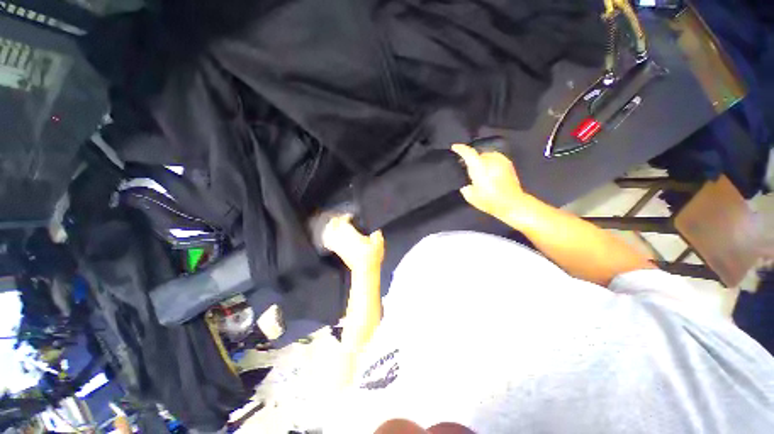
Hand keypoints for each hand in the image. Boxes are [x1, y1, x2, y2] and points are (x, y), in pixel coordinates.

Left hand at [323, 214, 384, 272]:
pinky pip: (329, 243)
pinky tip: (329, 237)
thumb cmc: (372, 256)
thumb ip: (376, 235)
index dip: (345, 217)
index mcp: (352, 234)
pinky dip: (327, 238)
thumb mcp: (379, 243)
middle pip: (333, 226)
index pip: (344, 221)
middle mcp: (343, 238)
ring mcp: (339, 246)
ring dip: (330, 228)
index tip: (350, 216)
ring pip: (329, 233)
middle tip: (340, 218)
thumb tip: (375, 232)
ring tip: (333, 224)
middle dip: (336, 221)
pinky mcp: (338, 252)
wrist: (365, 270)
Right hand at [452, 143, 531, 221]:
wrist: (512, 203)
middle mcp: (491, 160)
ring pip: (487, 156)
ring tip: (480, 171)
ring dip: (482, 161)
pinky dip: (490, 162)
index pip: (468, 153)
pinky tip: (490, 172)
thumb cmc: (490, 200)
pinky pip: (496, 159)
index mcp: (480, 167)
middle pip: (478, 154)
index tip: (455, 147)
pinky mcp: (508, 164)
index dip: (460, 149)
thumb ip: (465, 185)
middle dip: (472, 160)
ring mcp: (501, 161)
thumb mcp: (470, 196)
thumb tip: (464, 181)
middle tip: (468, 169)